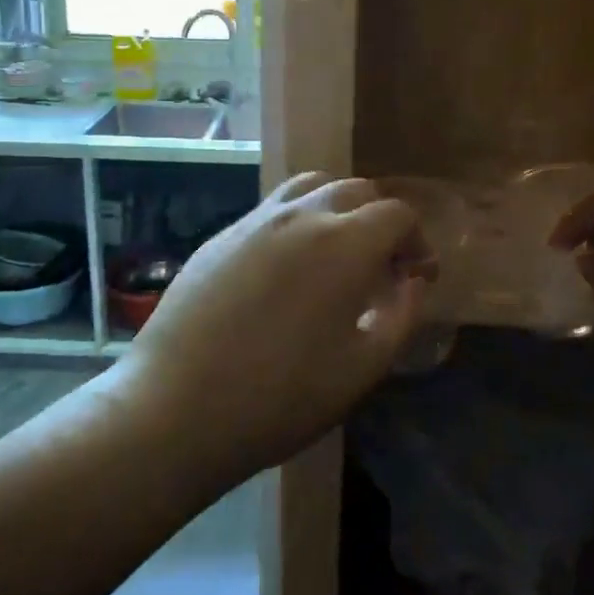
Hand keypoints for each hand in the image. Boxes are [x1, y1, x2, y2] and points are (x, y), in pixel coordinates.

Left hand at [113, 172, 430, 478]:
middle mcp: (300, 216)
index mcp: (343, 245)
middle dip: (380, 221)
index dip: (417, 241)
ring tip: (336, 254)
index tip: (418, 276)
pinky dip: (297, 221)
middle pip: (355, 190)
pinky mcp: (221, 235)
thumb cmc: (279, 398)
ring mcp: (255, 221)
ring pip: (310, 186)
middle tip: (381, 267)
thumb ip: (400, 317)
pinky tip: (287, 268)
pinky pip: (272, 209)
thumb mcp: (361, 369)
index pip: (396, 214)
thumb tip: (413, 281)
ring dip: (336, 208)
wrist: (175, 408)